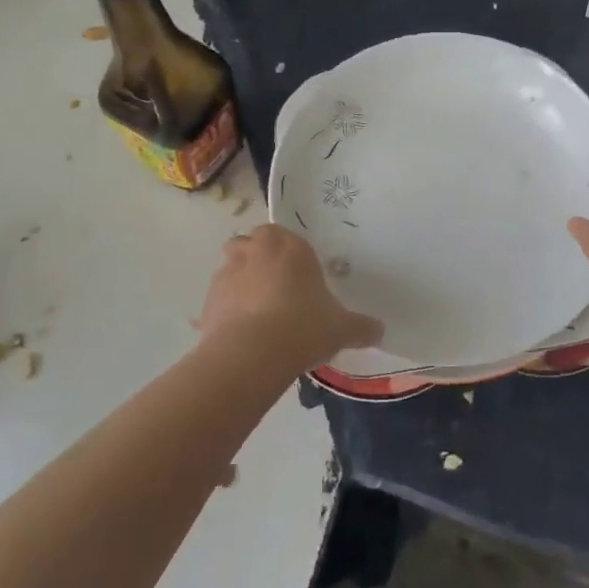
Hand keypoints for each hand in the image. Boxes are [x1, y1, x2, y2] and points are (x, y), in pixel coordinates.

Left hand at [197, 224, 382, 369]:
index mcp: (290, 246)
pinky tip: (237, 333)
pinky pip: (217, 298)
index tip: (297, 274)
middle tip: (273, 286)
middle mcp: (257, 250)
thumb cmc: (304, 327)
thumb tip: (379, 330)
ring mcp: (228, 272)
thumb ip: (362, 327)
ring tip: (252, 309)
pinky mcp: (209, 298)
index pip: (285, 234)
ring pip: (231, 264)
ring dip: (239, 279)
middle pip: (252, 242)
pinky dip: (224, 309)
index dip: (288, 252)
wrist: (254, 352)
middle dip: (258, 256)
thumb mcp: (342, 329)